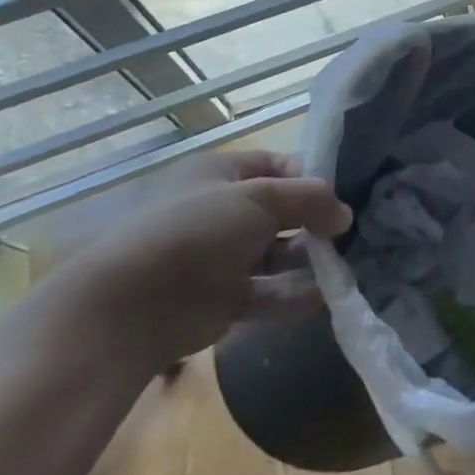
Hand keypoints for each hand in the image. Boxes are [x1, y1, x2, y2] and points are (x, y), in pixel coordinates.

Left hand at [54, 150, 353, 370]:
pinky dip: (294, 294)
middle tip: (347, 233)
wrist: (127, 311)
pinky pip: (268, 292)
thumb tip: (345, 215)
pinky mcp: (221, 300)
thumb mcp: (261, 198)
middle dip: (315, 220)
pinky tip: (322, 296)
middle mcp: (221, 211)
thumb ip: (311, 198)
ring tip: (341, 265)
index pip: (278, 164)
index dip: (311, 176)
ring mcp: (220, 258)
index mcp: (220, 174)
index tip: (340, 194)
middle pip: (282, 210)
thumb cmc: (196, 232)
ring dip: (309, 259)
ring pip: (278, 253)